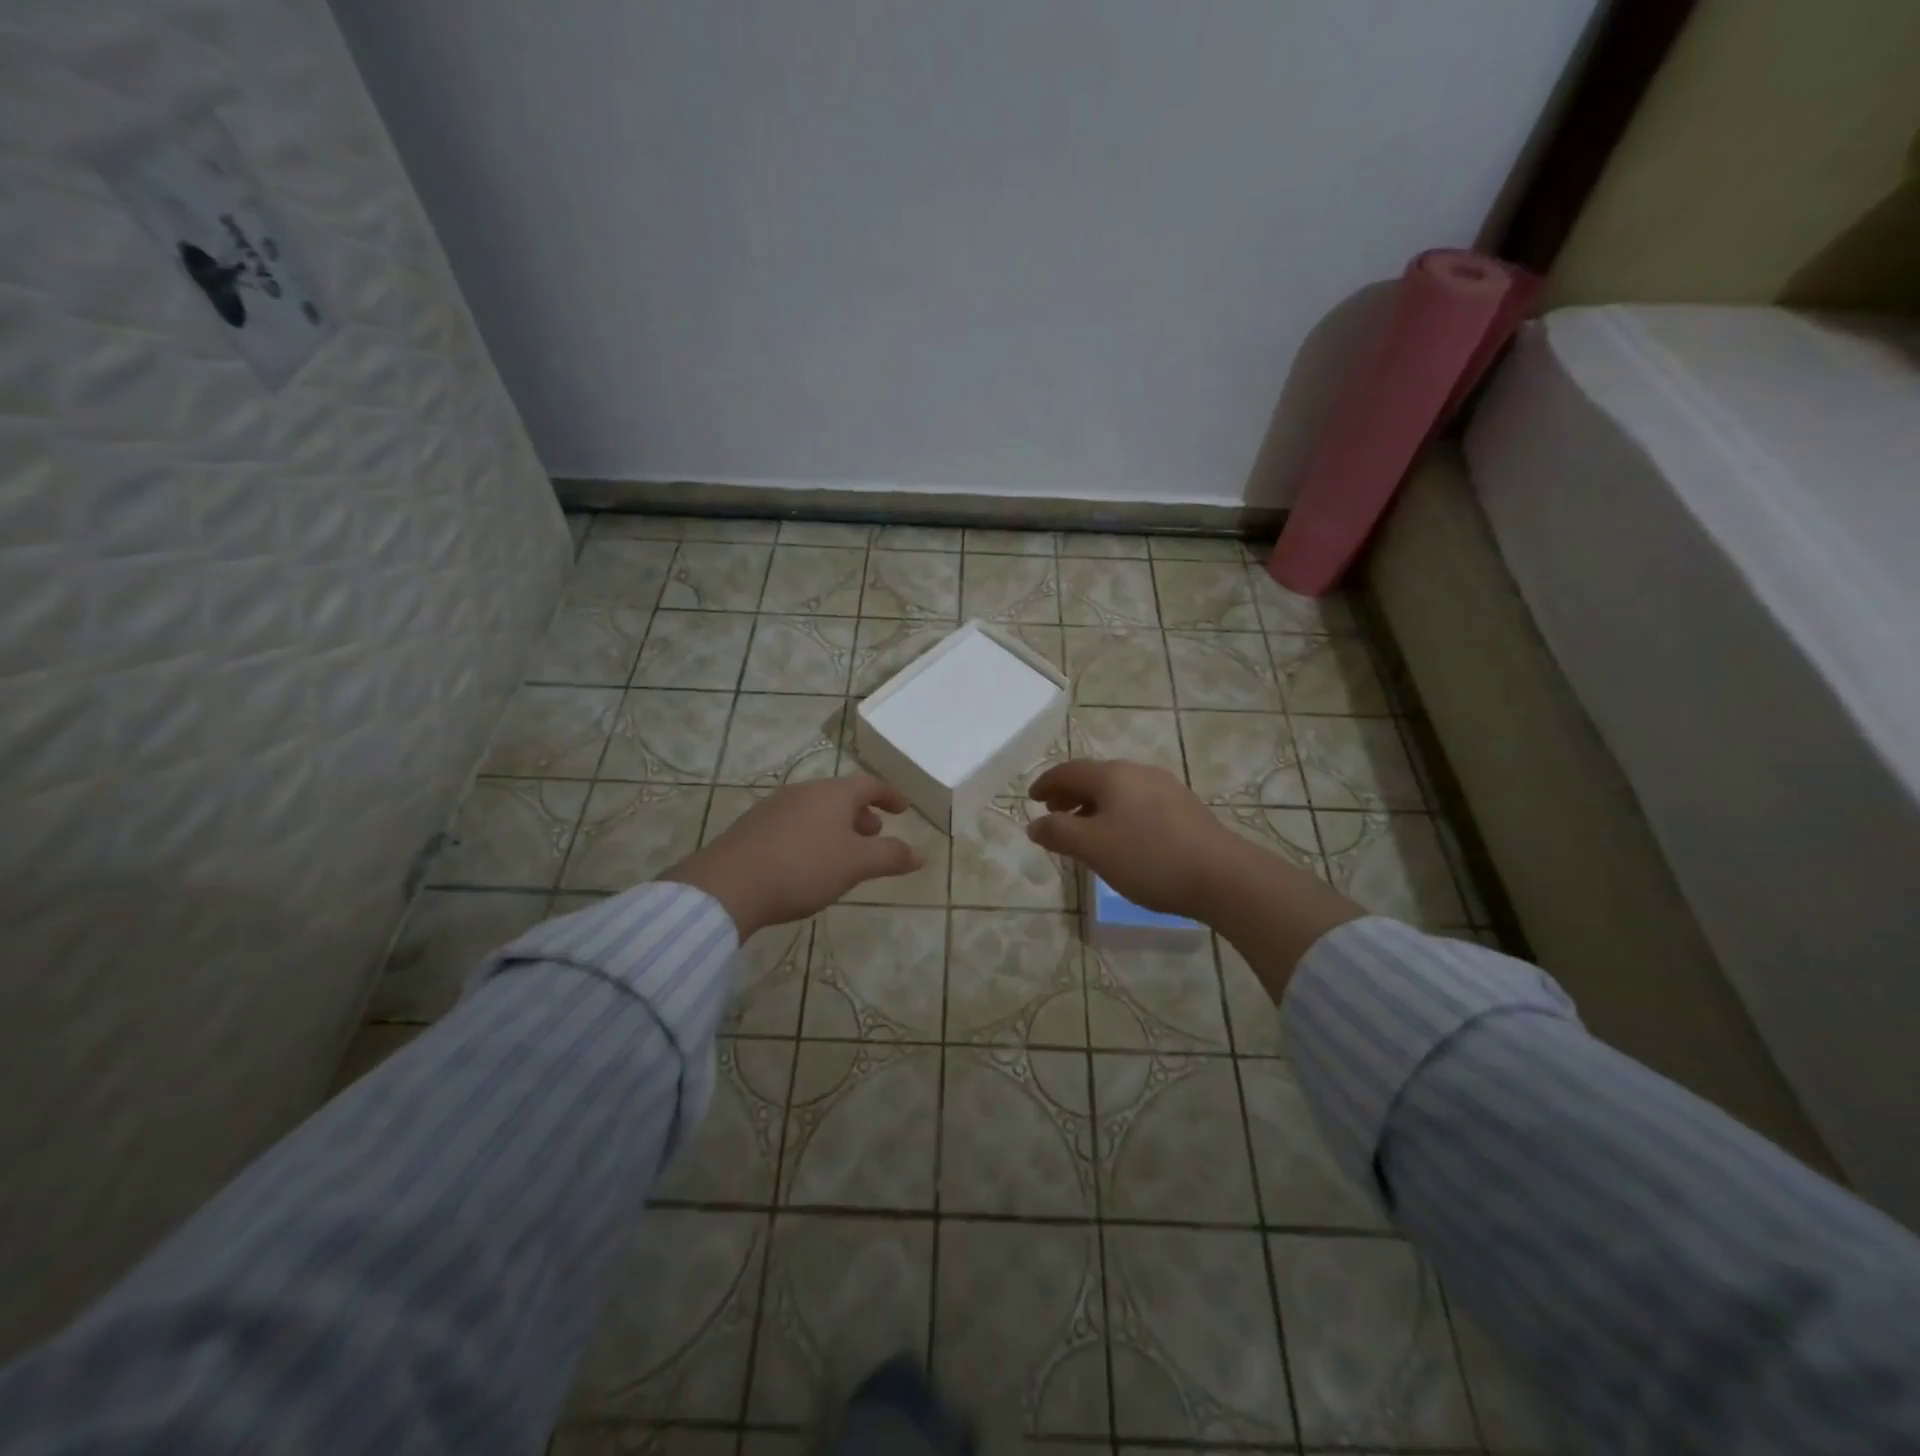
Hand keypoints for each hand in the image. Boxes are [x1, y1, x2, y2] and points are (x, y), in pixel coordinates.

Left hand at [662, 775, 923, 936]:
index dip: (890, 795)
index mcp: (832, 793)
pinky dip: (812, 836)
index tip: (903, 808)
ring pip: (816, 810)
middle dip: (862, 814)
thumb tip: (920, 854)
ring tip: (843, 853)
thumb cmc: (802, 867)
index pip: (869, 784)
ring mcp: (774, 807)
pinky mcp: (753, 828)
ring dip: (836, 827)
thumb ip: (890, 856)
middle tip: (875, 834)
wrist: (729, 885)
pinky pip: (794, 824)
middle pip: (840, 796)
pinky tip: (807, 863)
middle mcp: (803, 792)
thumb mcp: (855, 864)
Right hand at [1029, 759, 1363, 979]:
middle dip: (1070, 793)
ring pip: (1119, 790)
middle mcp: (1139, 772)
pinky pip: (1138, 803)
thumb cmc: (1149, 858)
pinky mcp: (1185, 809)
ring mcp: (1166, 788)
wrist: (1223, 876)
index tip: (1031, 798)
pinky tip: (1121, 839)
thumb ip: (1059, 833)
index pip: (1069, 770)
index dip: (1046, 783)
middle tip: (1053, 813)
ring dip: (1094, 805)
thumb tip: (1034, 824)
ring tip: (1084, 830)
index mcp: (1114, 775)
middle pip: (1095, 777)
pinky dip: (1117, 813)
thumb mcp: (1094, 848)